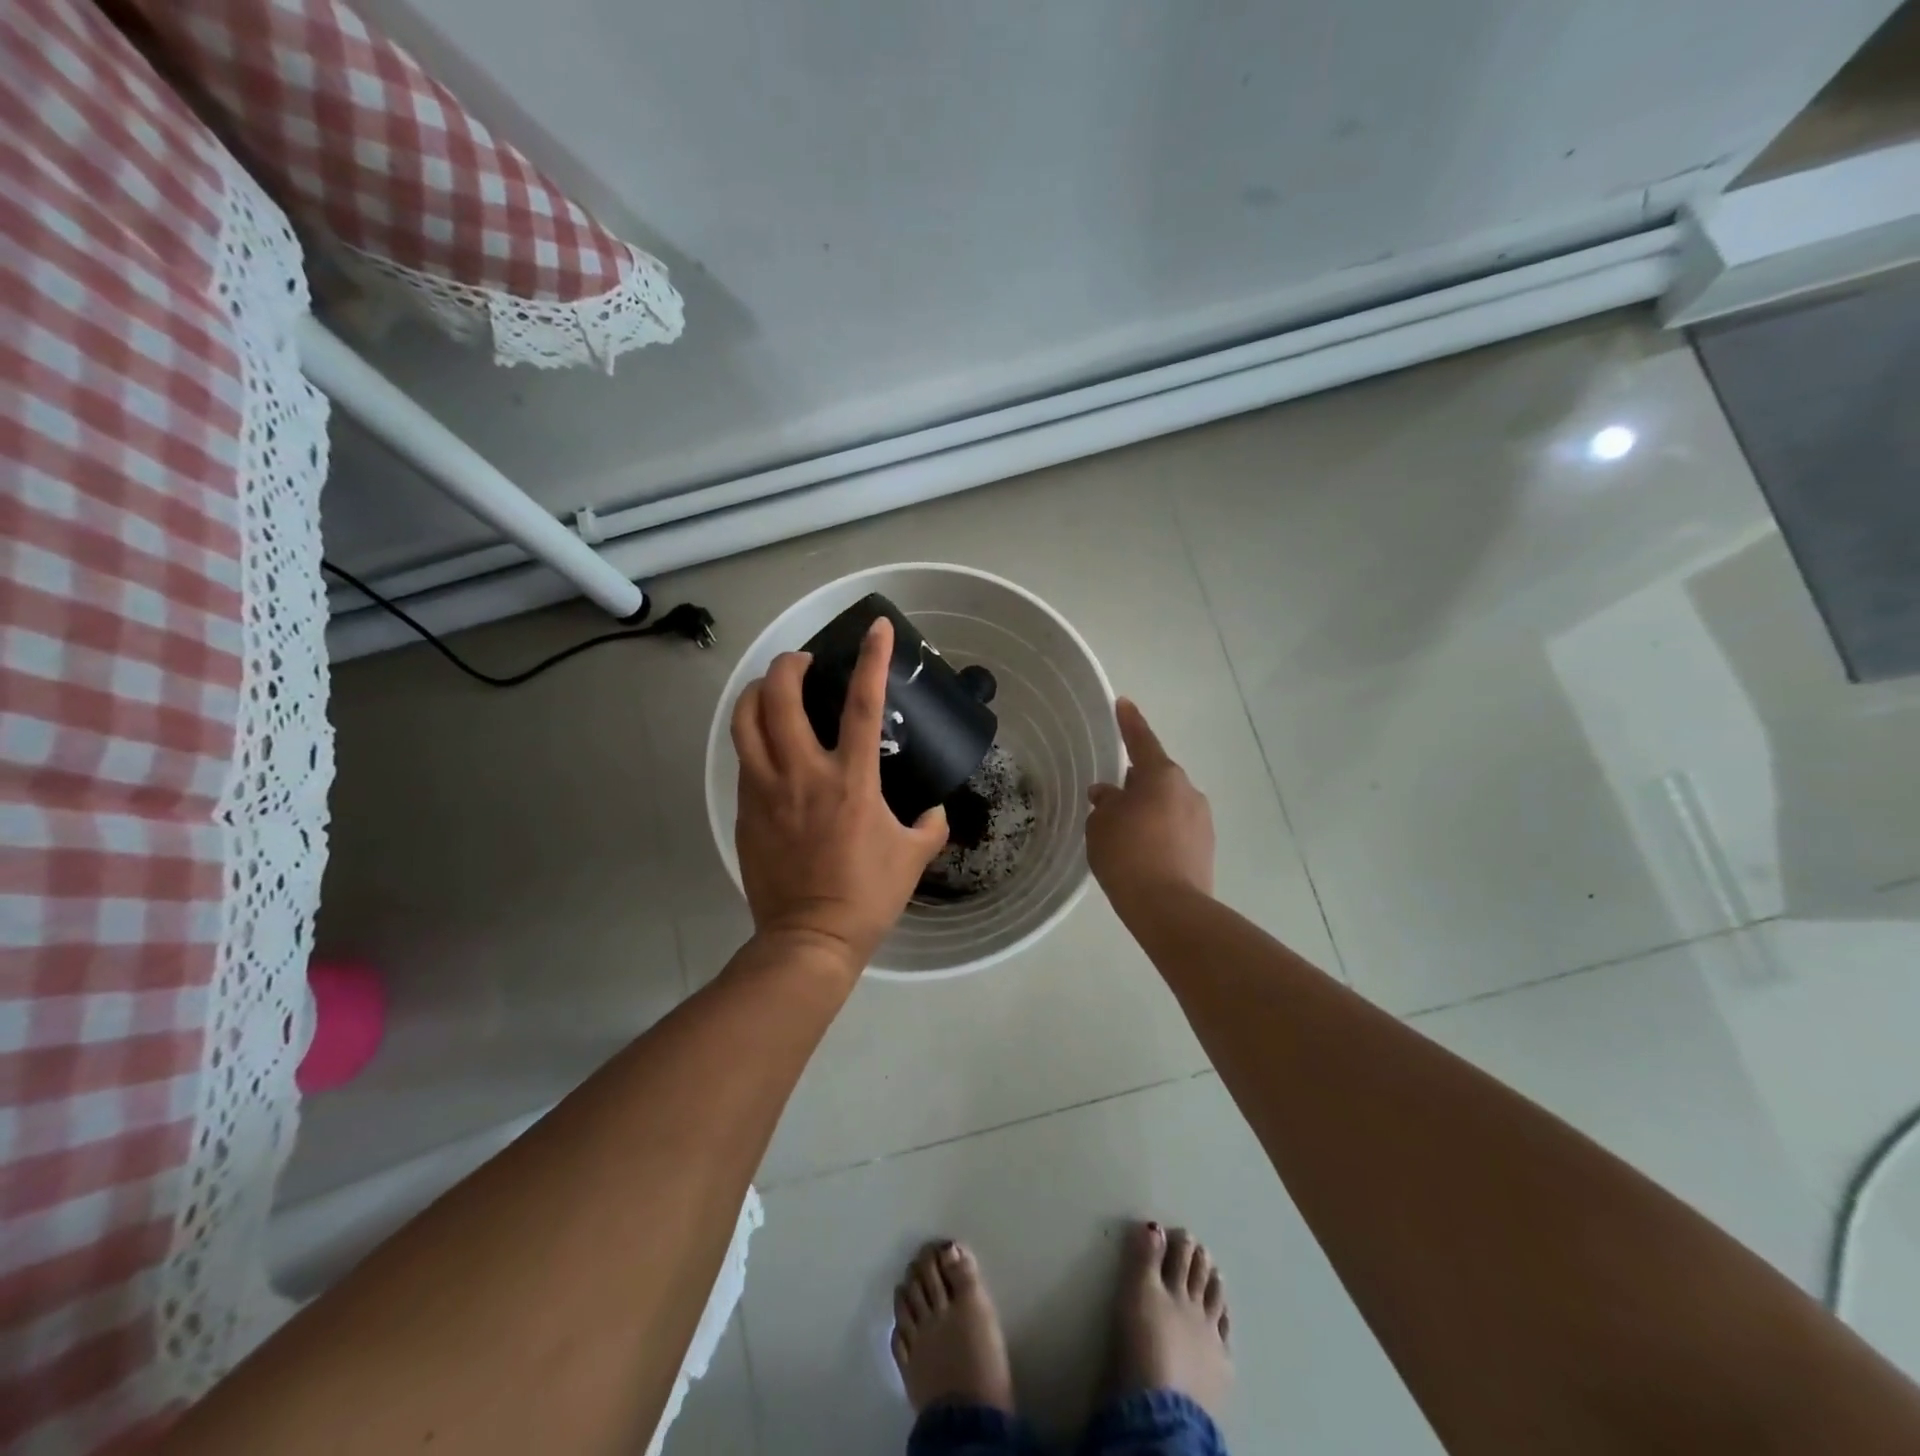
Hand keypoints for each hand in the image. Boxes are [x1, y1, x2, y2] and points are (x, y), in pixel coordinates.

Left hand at [732, 618, 948, 977]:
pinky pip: (744, 759)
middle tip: (804, 663)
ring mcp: (766, 790)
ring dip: (757, 693)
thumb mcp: (914, 856)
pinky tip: (769, 744)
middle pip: (781, 697)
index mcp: (850, 780)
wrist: (809, 938)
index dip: (871, 660)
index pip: (861, 704)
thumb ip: (930, 824)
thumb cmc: (868, 894)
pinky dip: (754, 737)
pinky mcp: (744, 810)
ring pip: (745, 721)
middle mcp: (802, 774)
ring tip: (773, 689)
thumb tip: (934, 809)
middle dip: (789, 665)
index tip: (876, 628)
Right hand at [1086, 698, 1214, 905]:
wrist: (1168, 907)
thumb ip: (1105, 803)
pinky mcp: (1205, 848)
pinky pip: (1175, 829)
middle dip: (1135, 782)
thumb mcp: (1101, 824)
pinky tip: (1141, 852)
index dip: (1129, 722)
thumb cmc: (1127, 854)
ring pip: (1167, 804)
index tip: (1123, 704)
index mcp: (1162, 775)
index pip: (1141, 741)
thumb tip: (1109, 795)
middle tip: (1110, 797)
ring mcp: (1201, 820)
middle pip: (1156, 776)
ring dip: (1147, 810)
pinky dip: (1158, 832)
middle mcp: (1187, 791)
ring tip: (1123, 833)